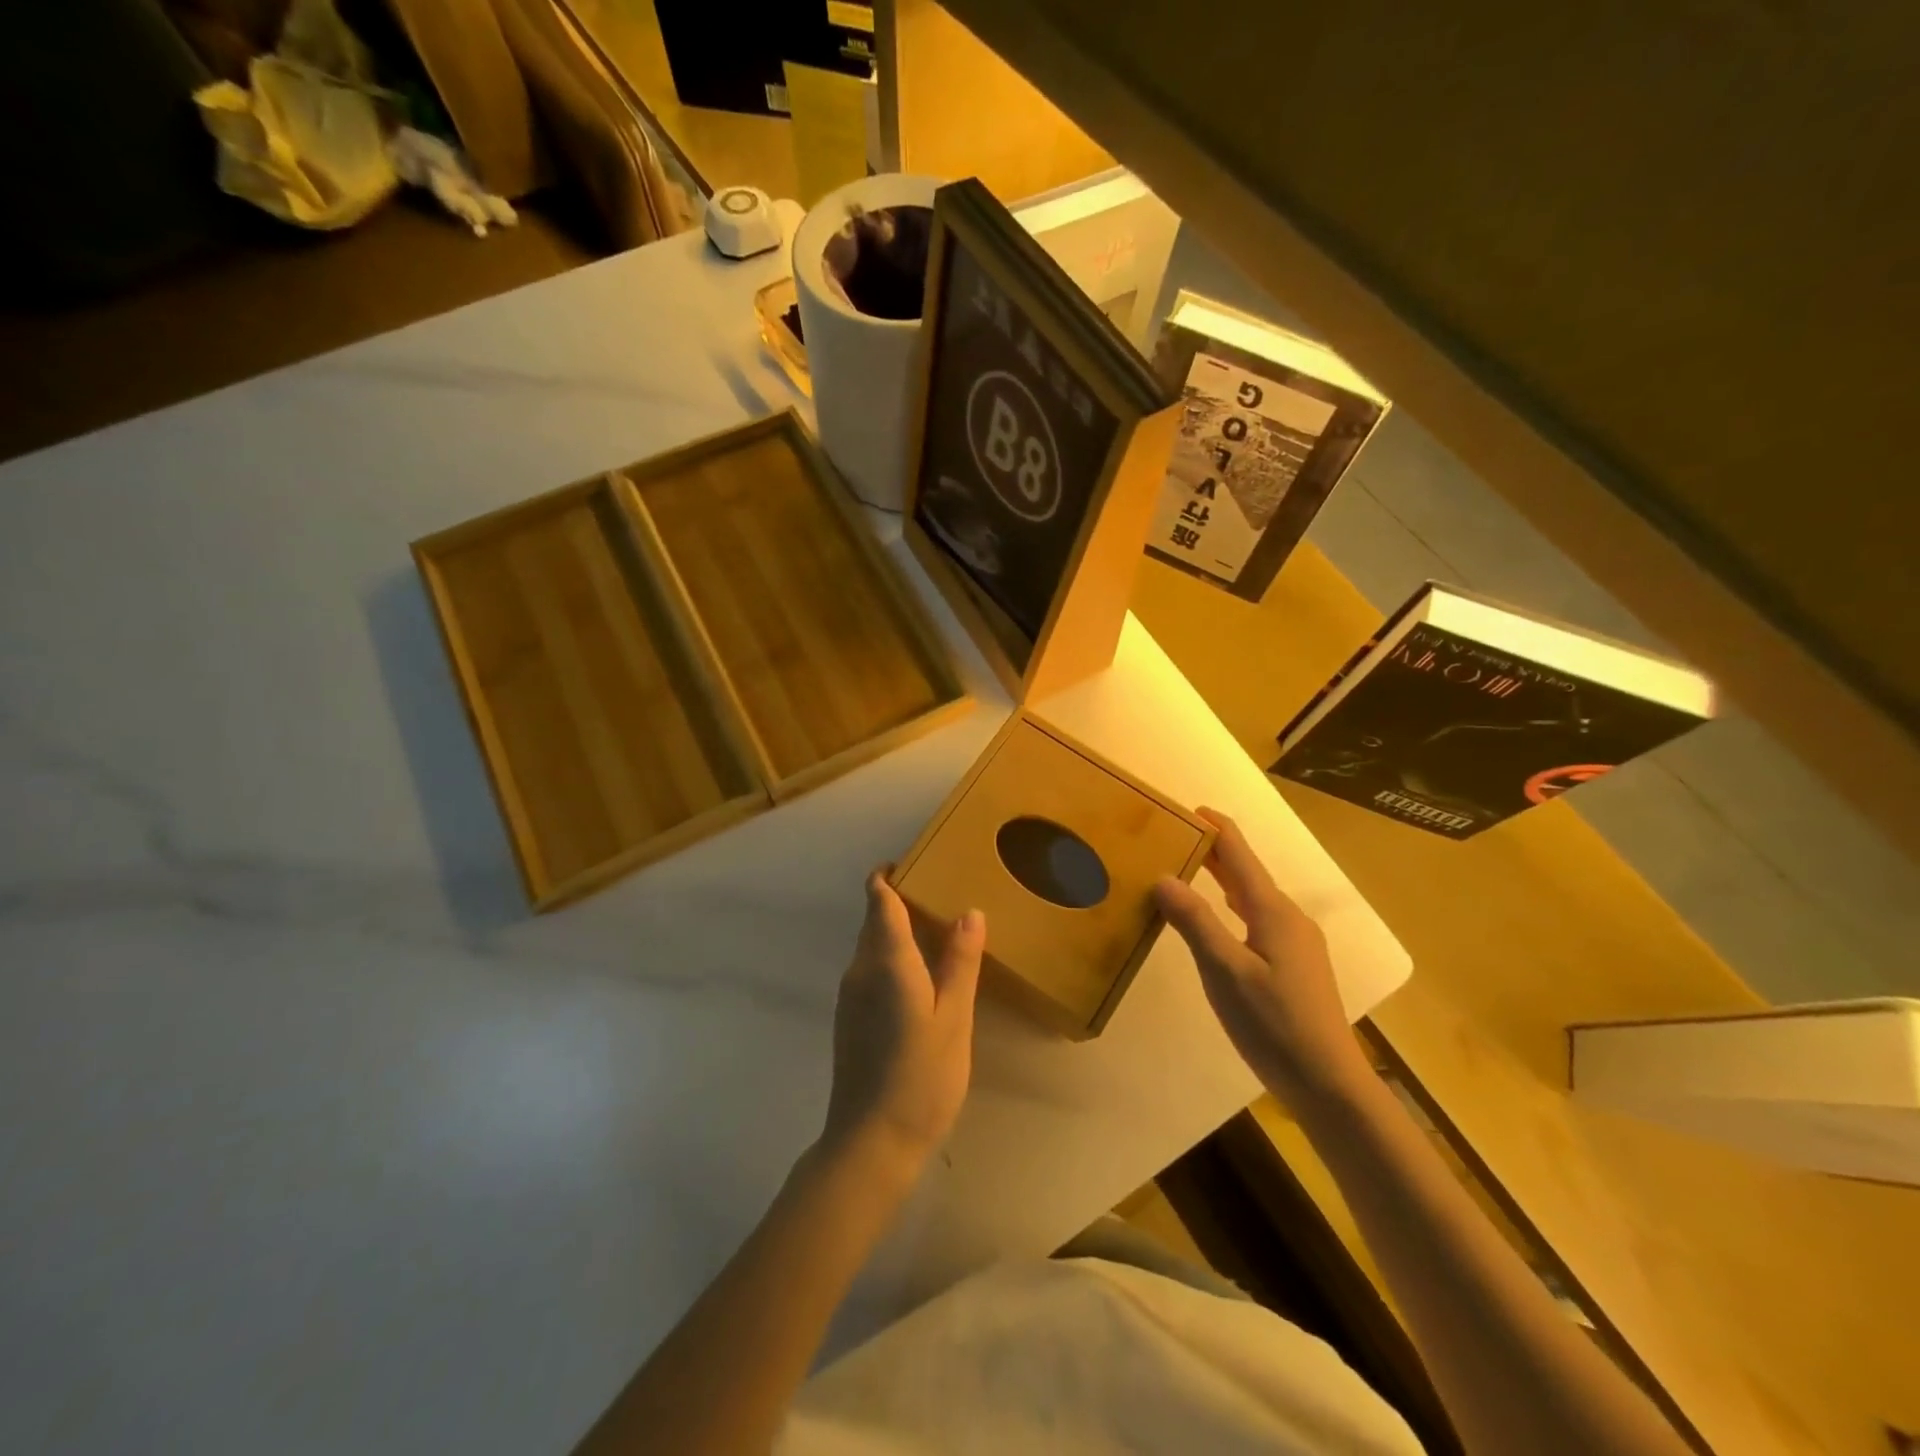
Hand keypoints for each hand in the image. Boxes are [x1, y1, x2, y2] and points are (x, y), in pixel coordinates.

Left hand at [821, 871, 984, 1175]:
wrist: (871, 1143)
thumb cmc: (921, 1077)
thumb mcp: (954, 1018)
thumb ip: (960, 963)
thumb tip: (969, 912)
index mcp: (886, 961)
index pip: (878, 900)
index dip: (890, 875)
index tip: (918, 862)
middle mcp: (859, 969)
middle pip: (874, 919)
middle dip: (900, 900)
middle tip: (944, 895)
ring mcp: (850, 995)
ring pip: (871, 945)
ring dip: (897, 930)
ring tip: (940, 932)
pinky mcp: (849, 1018)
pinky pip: (870, 969)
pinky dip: (892, 957)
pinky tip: (922, 977)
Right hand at [1155, 808, 1369, 1106]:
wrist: (1327, 1083)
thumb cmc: (1274, 1024)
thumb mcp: (1226, 972)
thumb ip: (1195, 922)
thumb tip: (1163, 876)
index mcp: (1273, 912)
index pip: (1240, 855)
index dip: (1216, 829)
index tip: (1188, 808)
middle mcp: (1288, 918)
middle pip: (1247, 872)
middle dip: (1214, 851)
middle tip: (1176, 836)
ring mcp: (1296, 942)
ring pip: (1253, 896)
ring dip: (1223, 878)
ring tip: (1190, 867)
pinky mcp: (1295, 964)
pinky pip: (1258, 917)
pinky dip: (1232, 905)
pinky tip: (1221, 916)